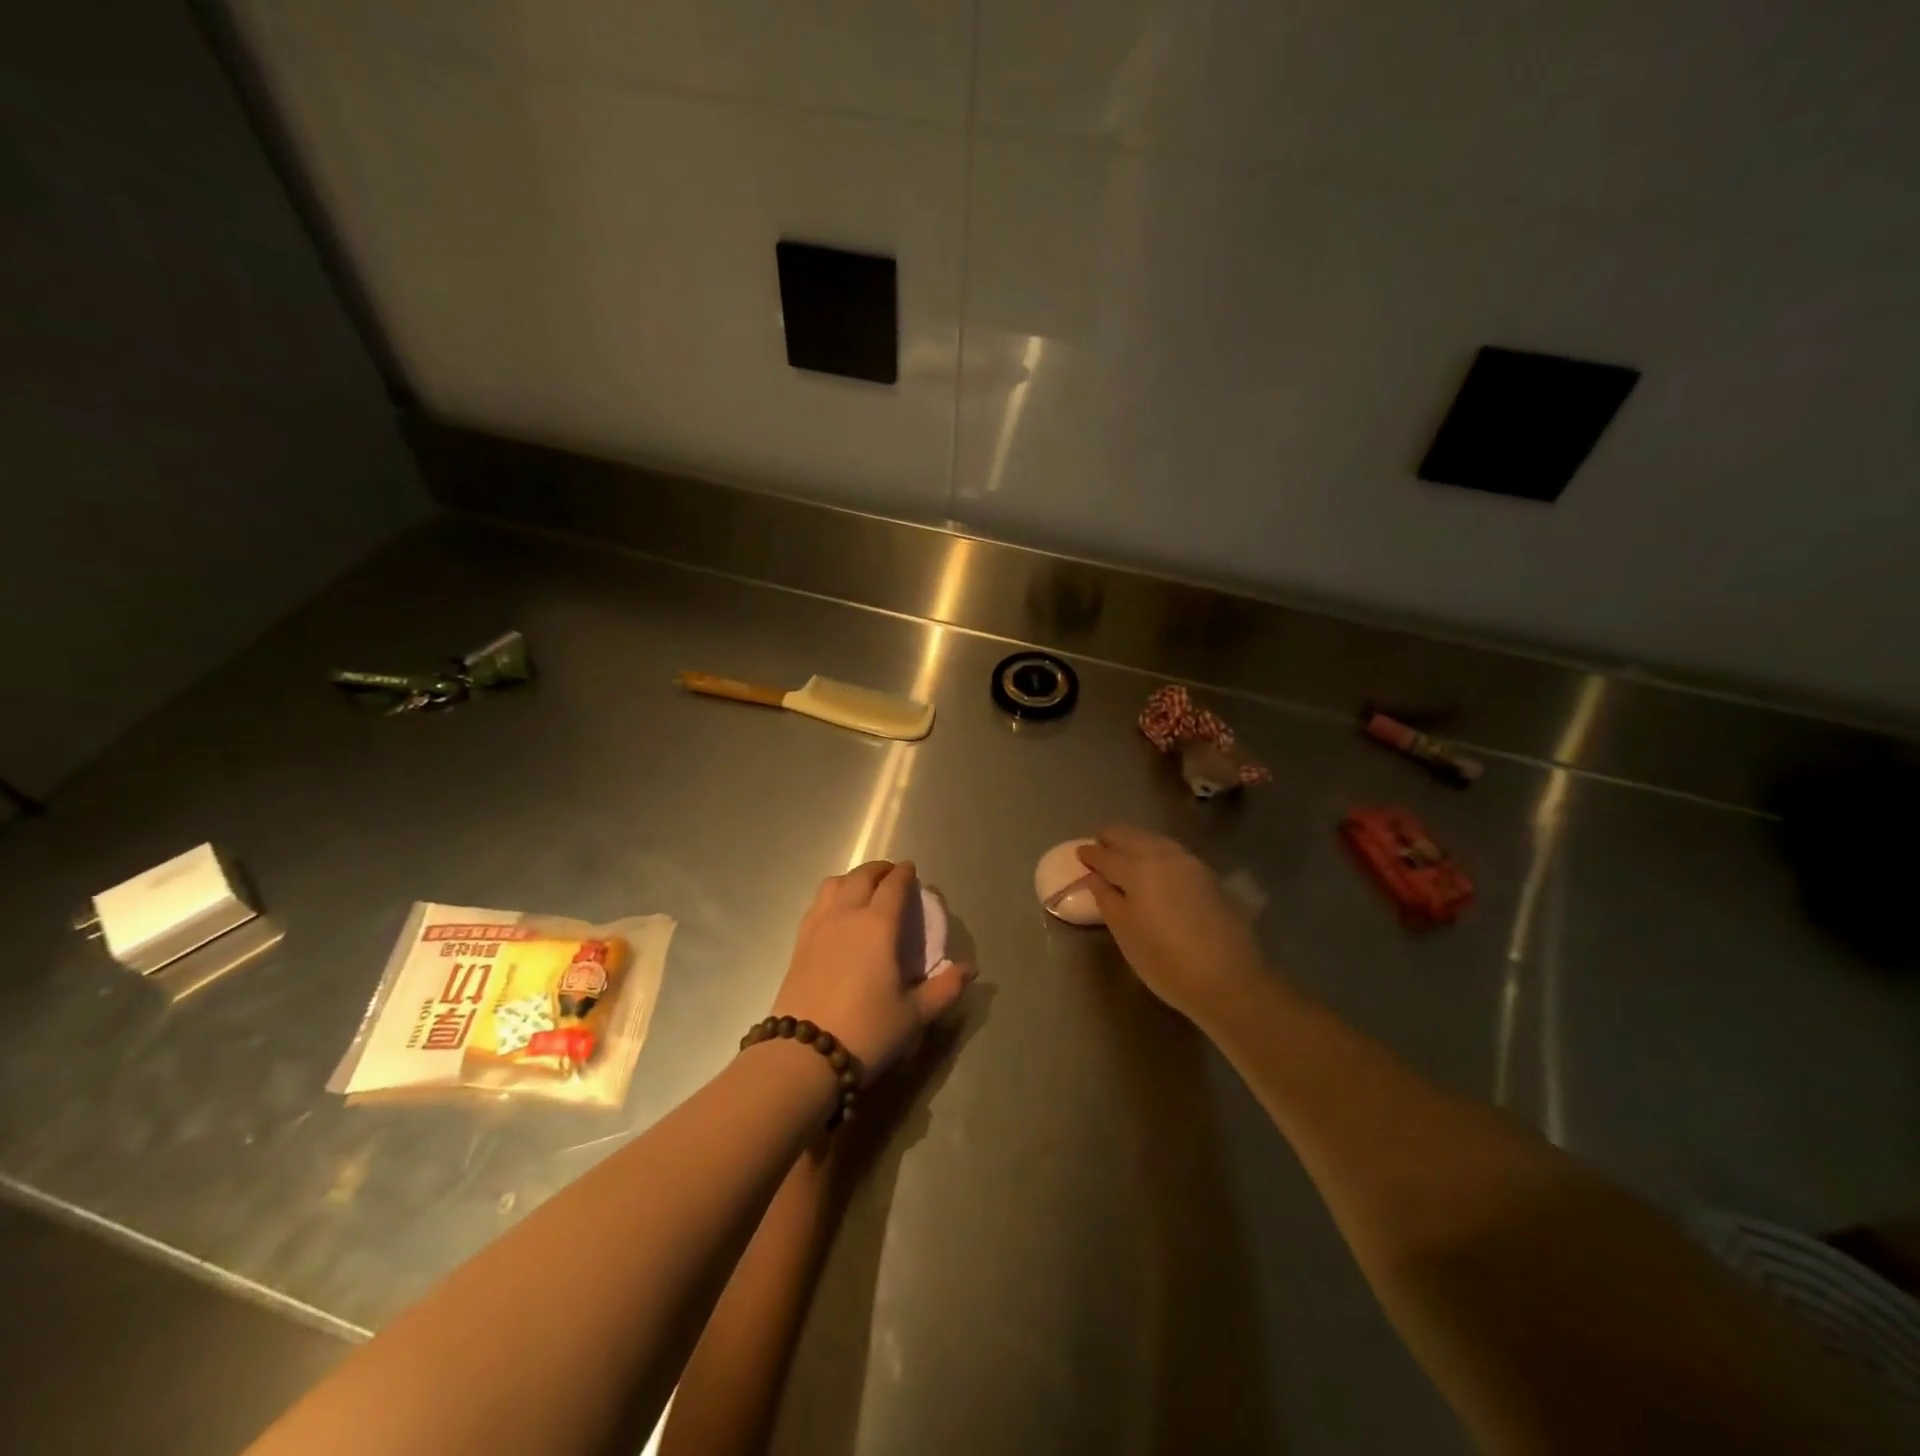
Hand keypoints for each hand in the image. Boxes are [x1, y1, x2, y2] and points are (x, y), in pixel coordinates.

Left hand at [770, 861, 973, 1079]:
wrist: (804, 1055)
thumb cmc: (867, 1031)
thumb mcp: (914, 1015)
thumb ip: (944, 989)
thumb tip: (969, 970)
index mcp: (878, 925)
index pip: (893, 886)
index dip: (904, 874)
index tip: (911, 871)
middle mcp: (846, 915)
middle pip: (861, 876)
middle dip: (879, 870)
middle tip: (891, 876)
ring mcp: (818, 927)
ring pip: (833, 884)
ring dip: (852, 878)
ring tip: (862, 889)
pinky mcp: (798, 944)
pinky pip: (817, 904)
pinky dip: (831, 896)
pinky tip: (836, 914)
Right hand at [1078, 826, 1264, 1021]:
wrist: (1228, 978)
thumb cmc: (1165, 961)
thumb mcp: (1125, 933)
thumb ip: (1106, 899)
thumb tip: (1094, 876)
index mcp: (1137, 870)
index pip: (1107, 856)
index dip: (1091, 854)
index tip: (1079, 853)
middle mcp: (1163, 857)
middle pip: (1132, 837)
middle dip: (1112, 836)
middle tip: (1098, 841)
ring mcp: (1189, 863)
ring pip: (1155, 840)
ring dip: (1135, 839)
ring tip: (1123, 847)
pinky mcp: (1208, 875)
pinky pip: (1172, 850)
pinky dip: (1155, 848)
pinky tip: (1153, 860)